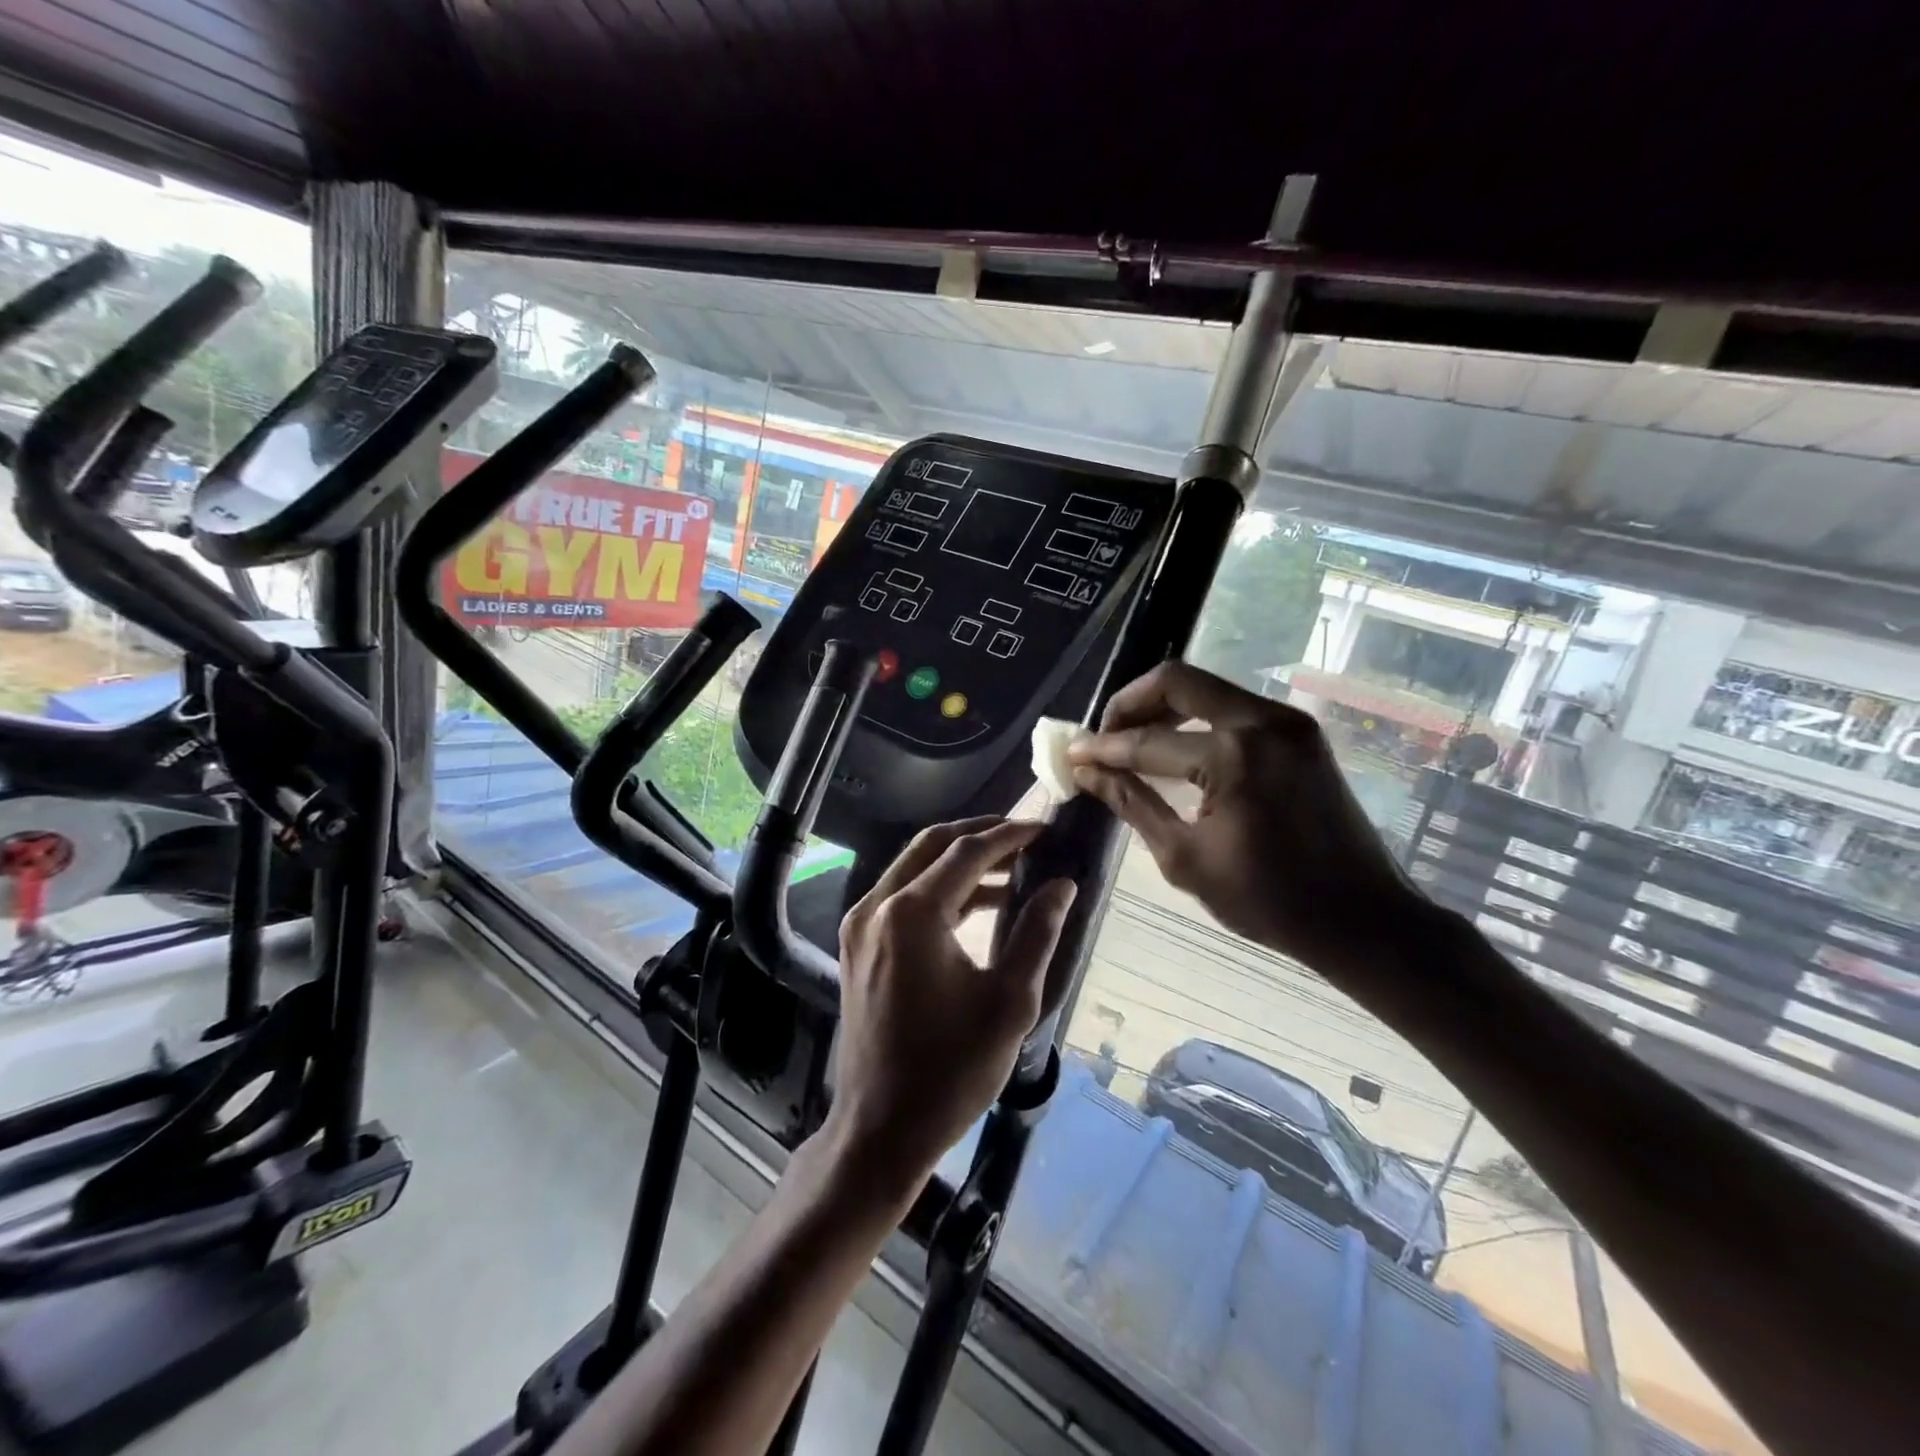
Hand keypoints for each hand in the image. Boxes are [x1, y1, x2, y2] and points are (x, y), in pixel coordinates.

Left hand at [827, 818, 1075, 1191]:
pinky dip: (939, 888)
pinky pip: (902, 895)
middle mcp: (877, 906)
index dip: (1010, 836)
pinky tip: (978, 903)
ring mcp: (861, 924)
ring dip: (960, 860)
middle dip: (980, 834)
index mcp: (911, 914)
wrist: (880, 1127)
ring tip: (1013, 866)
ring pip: (914, 866)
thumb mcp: (1009, 1002)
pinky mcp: (858, 944)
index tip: (1046, 828)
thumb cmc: (951, 1070)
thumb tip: (1062, 885)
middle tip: (1026, 834)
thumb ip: (1037, 933)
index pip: (967, 852)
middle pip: (932, 845)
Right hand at [1067, 661, 1427, 990]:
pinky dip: (1198, 721)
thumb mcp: (1184, 857)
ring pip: (1207, 690)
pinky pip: (1234, 709)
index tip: (1071, 755)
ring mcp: (1288, 722)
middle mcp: (1263, 721)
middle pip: (1177, 682)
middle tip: (1103, 735)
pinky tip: (1177, 750)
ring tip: (1132, 742)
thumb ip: (1131, 803)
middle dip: (1130, 704)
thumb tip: (1086, 772)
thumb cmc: (1267, 900)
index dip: (1102, 749)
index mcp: (1233, 756)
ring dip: (1164, 709)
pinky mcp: (1301, 733)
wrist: (1361, 918)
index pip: (1147, 742)